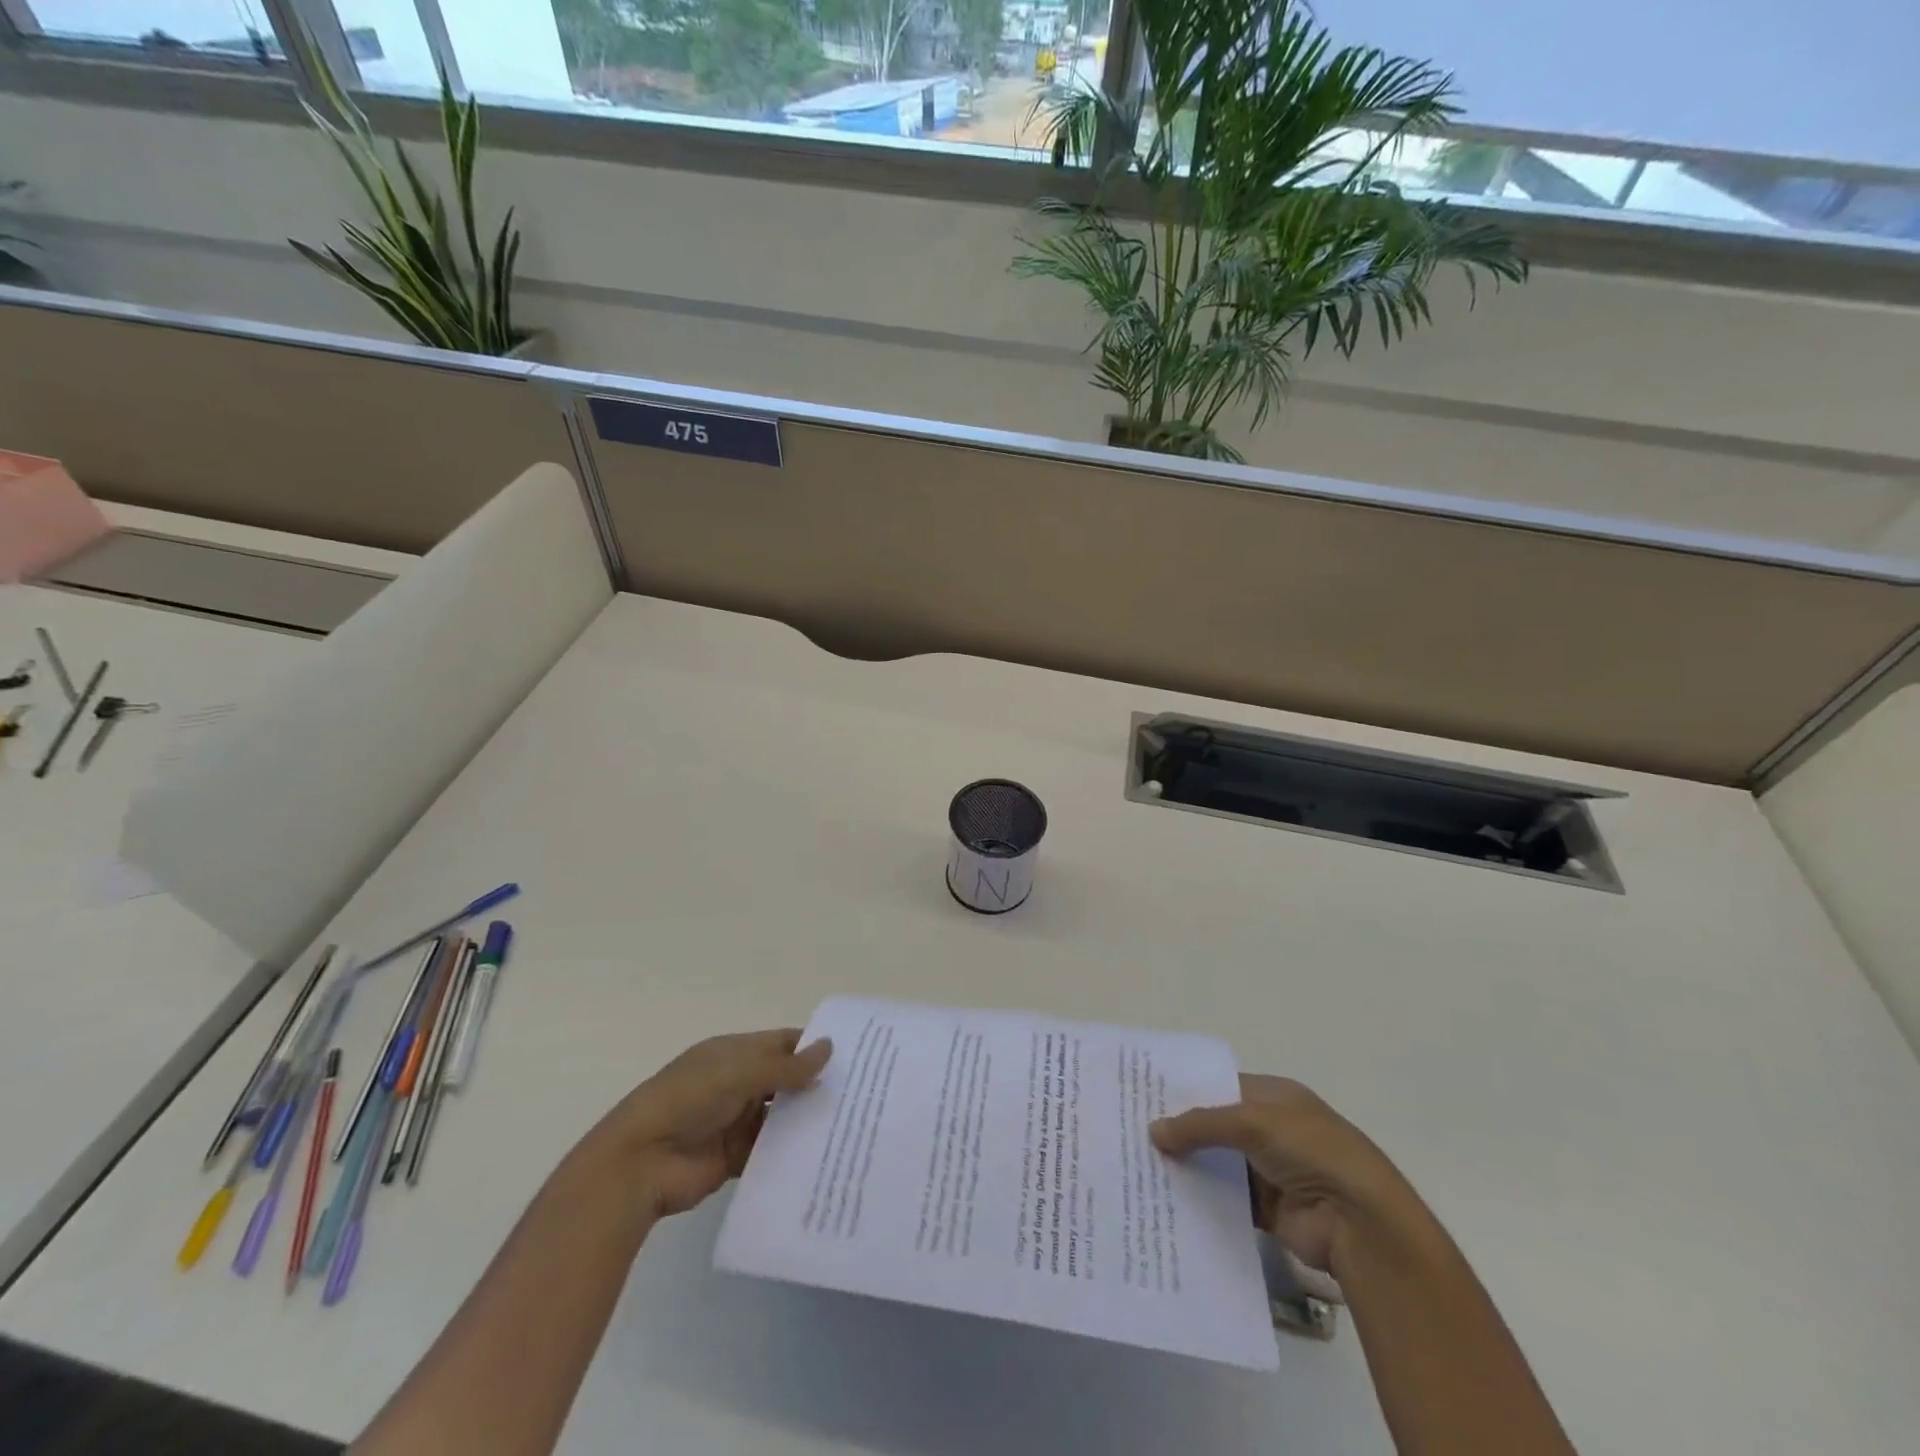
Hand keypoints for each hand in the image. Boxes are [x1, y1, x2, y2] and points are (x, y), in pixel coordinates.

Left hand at [595, 1029, 832, 1220]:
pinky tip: (825, 1154)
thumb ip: (785, 1066)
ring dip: (807, 1118)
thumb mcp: (738, 1073)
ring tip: (853, 1123)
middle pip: (784, 1080)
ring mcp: (736, 1121)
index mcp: (733, 1054)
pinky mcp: (735, 1157)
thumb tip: (830, 1048)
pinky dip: (792, 1152)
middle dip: (816, 1083)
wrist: (639, 1164)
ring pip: (780, 1116)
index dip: (812, 1046)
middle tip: (863, 1091)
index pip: (781, 1044)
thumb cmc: (687, 1100)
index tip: (853, 1054)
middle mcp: (737, 1084)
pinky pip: (771, 1151)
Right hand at [1151, 1075, 1417, 1284]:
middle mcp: (1273, 1129)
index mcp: (1276, 1097)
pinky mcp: (1269, 1211)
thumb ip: (1201, 1124)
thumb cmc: (1311, 1151)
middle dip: (1182, 1129)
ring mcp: (1272, 1171)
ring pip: (1220, 1163)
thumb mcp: (1252, 1121)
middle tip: (1134, 1131)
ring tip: (1141, 1165)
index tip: (1145, 1095)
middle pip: (1218, 1126)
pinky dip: (1203, 1200)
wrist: (1361, 1224)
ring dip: (1190, 1166)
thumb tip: (1153, 1131)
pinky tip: (1168, 1199)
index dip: (1187, 1089)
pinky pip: (1228, 1201)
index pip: (1222, 1085)